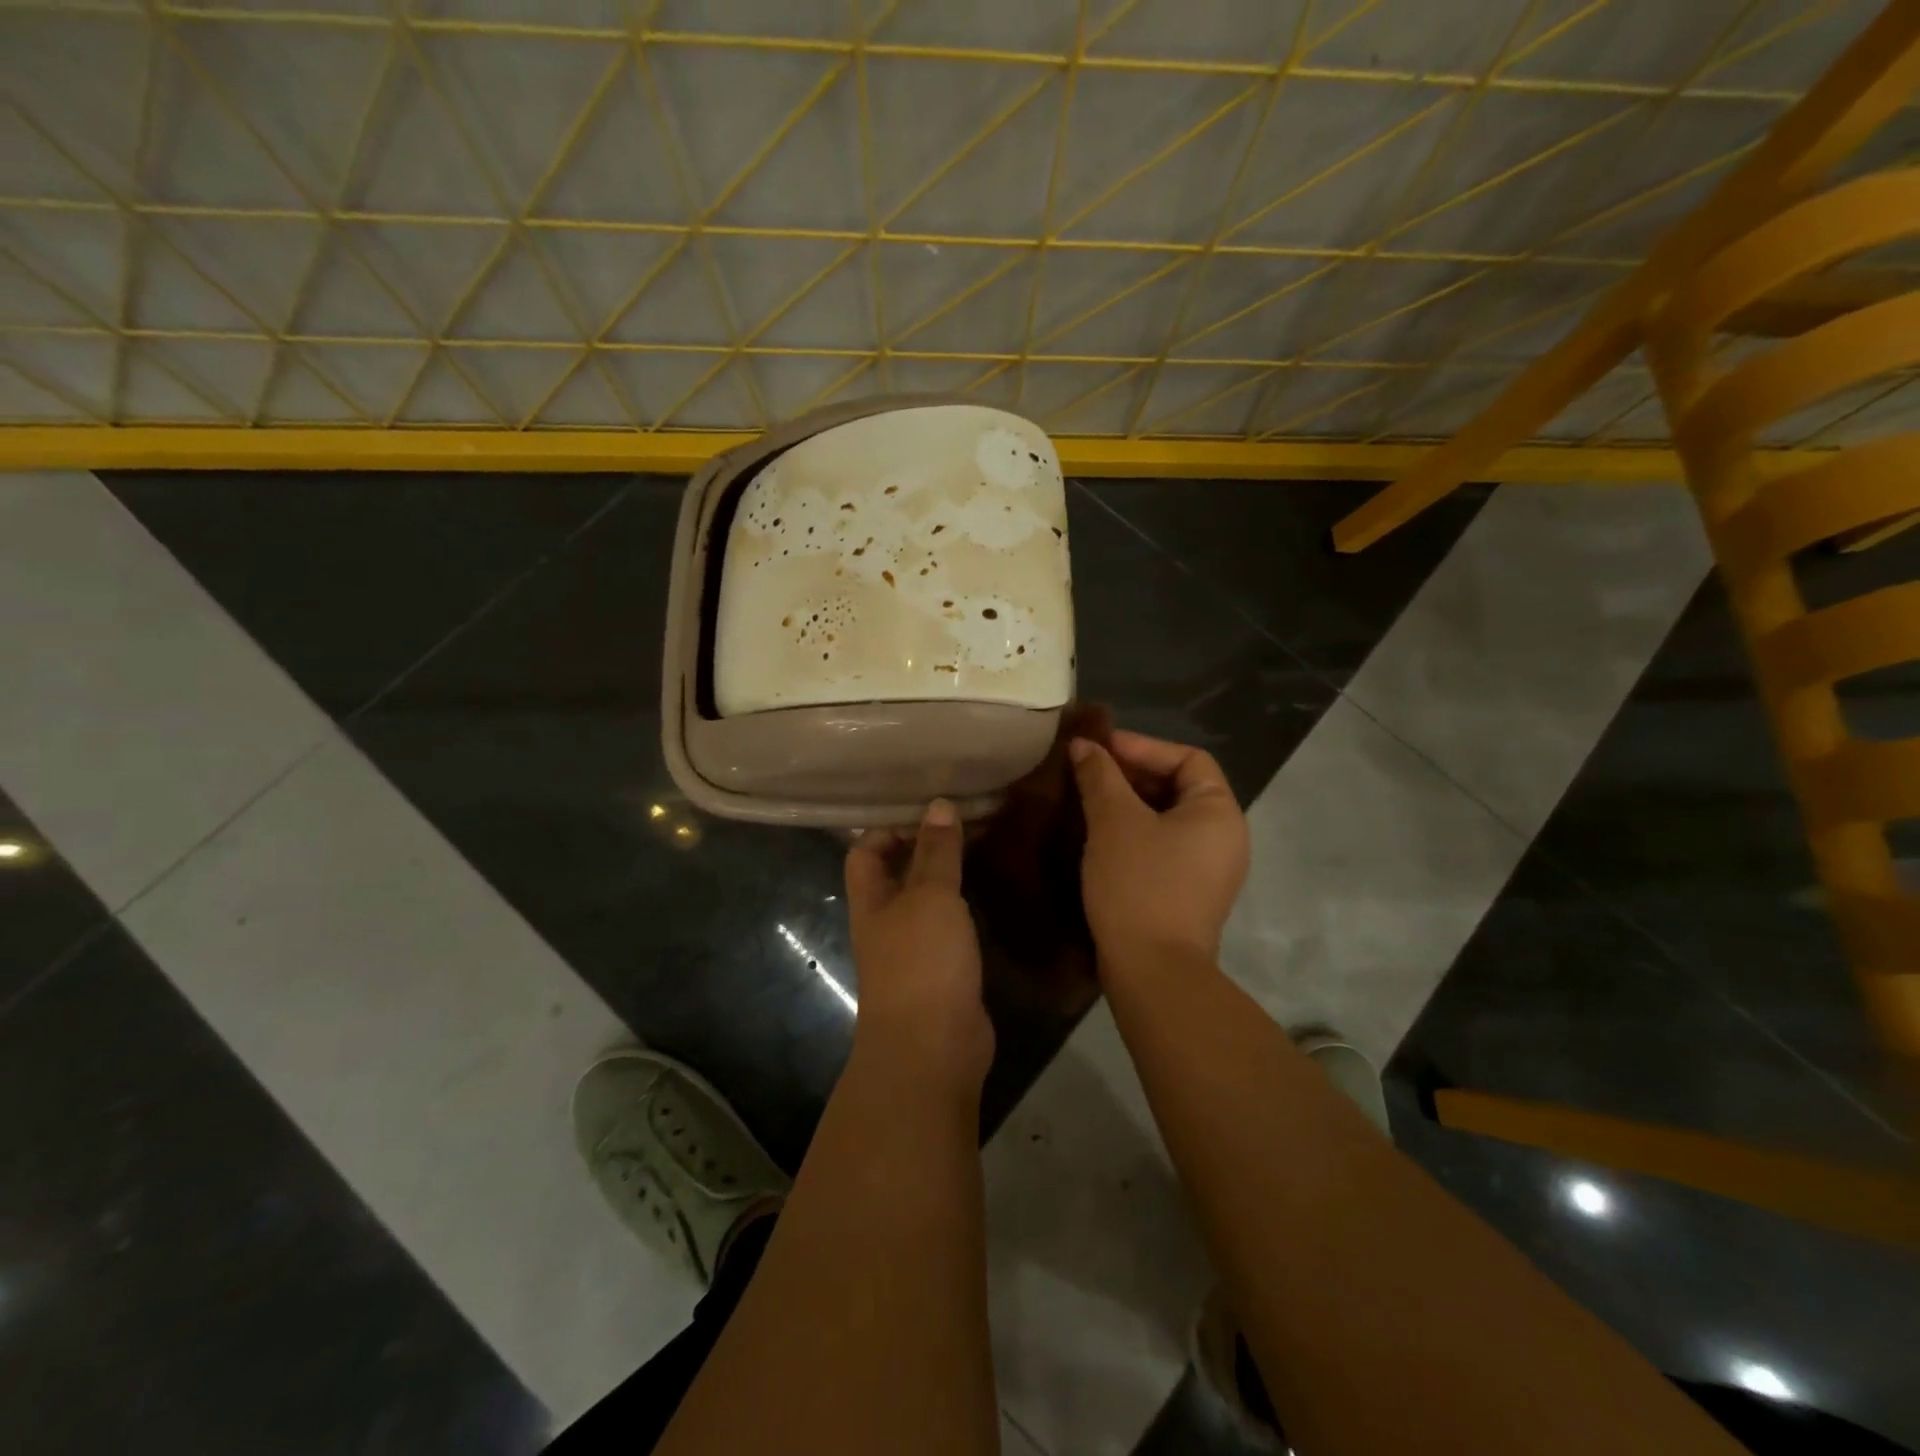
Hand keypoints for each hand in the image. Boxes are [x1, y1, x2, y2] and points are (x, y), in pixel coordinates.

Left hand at [844, 799, 993, 1091]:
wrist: (933, 1047)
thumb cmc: (922, 961)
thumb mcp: (930, 895)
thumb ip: (936, 851)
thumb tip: (938, 804)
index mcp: (871, 898)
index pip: (866, 849)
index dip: (889, 826)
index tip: (929, 810)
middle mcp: (886, 920)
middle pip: (897, 872)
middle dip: (925, 846)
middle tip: (966, 819)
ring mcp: (913, 948)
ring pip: (926, 899)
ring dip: (948, 875)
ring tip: (984, 845)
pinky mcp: (941, 970)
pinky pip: (949, 926)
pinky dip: (964, 906)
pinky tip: (990, 891)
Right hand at [1069, 730, 1249, 973]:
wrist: (1152, 971)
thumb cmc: (1139, 883)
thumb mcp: (1114, 821)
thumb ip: (1099, 775)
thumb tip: (1083, 745)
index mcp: (1220, 812)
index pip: (1188, 758)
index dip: (1142, 746)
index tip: (1099, 749)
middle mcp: (1225, 837)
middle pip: (1179, 787)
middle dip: (1132, 774)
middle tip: (1088, 772)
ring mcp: (1209, 869)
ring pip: (1167, 819)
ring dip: (1129, 804)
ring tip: (1088, 800)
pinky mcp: (1189, 893)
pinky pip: (1163, 846)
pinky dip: (1134, 833)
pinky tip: (1099, 837)